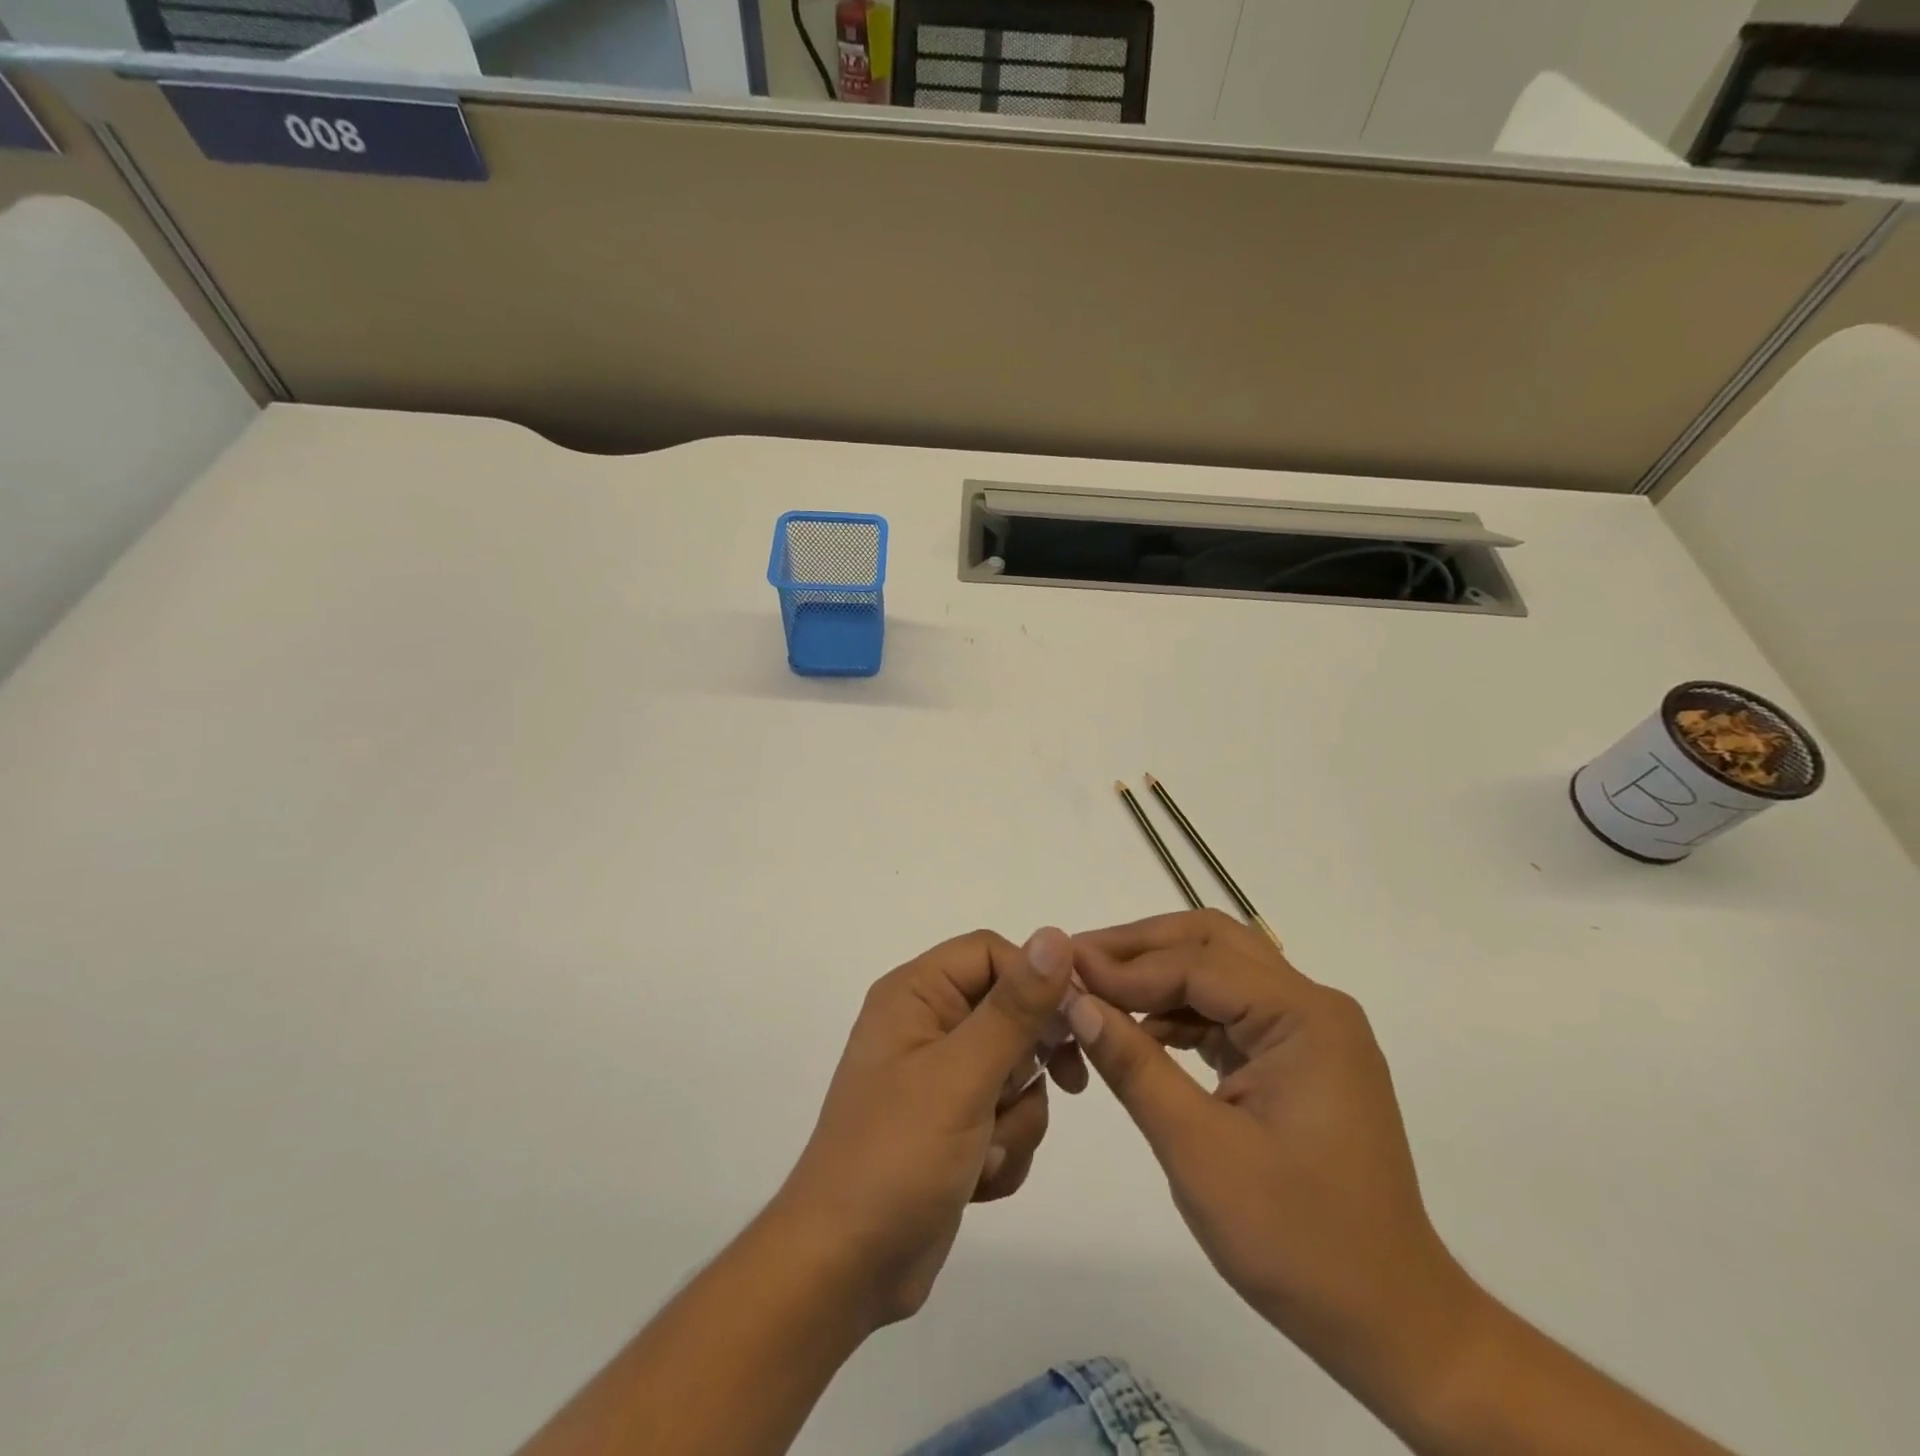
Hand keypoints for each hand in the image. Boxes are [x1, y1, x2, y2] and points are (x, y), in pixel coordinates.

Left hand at [773, 927, 1083, 1329]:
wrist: (846, 1269)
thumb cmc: (898, 1155)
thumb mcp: (962, 1075)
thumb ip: (1014, 1007)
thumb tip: (1055, 936)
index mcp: (915, 994)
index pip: (992, 953)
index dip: (1038, 980)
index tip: (1075, 1022)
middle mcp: (926, 1025)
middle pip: (1011, 1012)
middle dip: (1028, 1063)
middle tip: (1058, 1087)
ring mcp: (940, 1078)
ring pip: (1017, 1071)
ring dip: (1015, 1117)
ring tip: (984, 1152)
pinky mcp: (953, 1125)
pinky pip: (1006, 1115)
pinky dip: (1004, 1148)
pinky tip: (976, 1179)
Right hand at [1066, 910, 1481, 1405]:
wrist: (1391, 1323)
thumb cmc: (1297, 1241)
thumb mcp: (1199, 1151)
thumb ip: (1134, 1066)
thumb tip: (1075, 1002)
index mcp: (1304, 1018)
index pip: (1198, 963)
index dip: (1125, 965)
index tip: (1064, 971)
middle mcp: (1313, 1006)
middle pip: (1213, 943)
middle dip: (1140, 948)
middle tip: (1079, 963)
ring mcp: (1309, 1031)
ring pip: (1220, 969)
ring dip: (1157, 974)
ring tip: (1096, 991)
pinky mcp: (1298, 1056)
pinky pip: (1230, 1010)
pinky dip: (1180, 1010)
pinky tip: (1138, 1030)